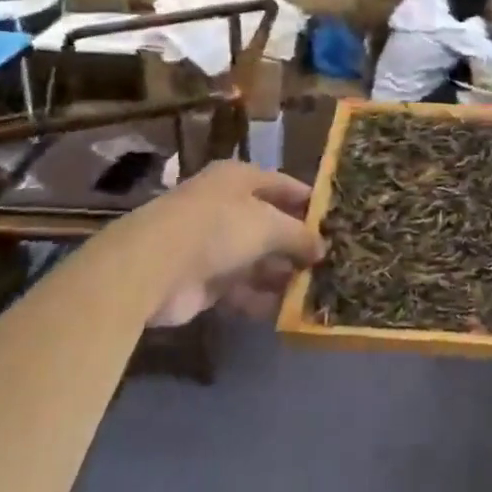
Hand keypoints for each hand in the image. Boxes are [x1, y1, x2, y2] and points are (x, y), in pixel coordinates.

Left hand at [137, 160, 324, 326]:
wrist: (153, 268)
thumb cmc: (218, 227)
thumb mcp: (269, 224)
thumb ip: (299, 235)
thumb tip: (322, 248)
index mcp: (239, 180)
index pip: (283, 186)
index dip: (309, 203)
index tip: (337, 222)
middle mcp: (227, 208)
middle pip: (271, 225)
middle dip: (298, 244)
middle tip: (332, 262)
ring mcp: (214, 246)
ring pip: (258, 259)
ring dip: (283, 275)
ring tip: (319, 289)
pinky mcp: (205, 282)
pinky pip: (242, 289)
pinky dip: (263, 298)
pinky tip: (290, 311)